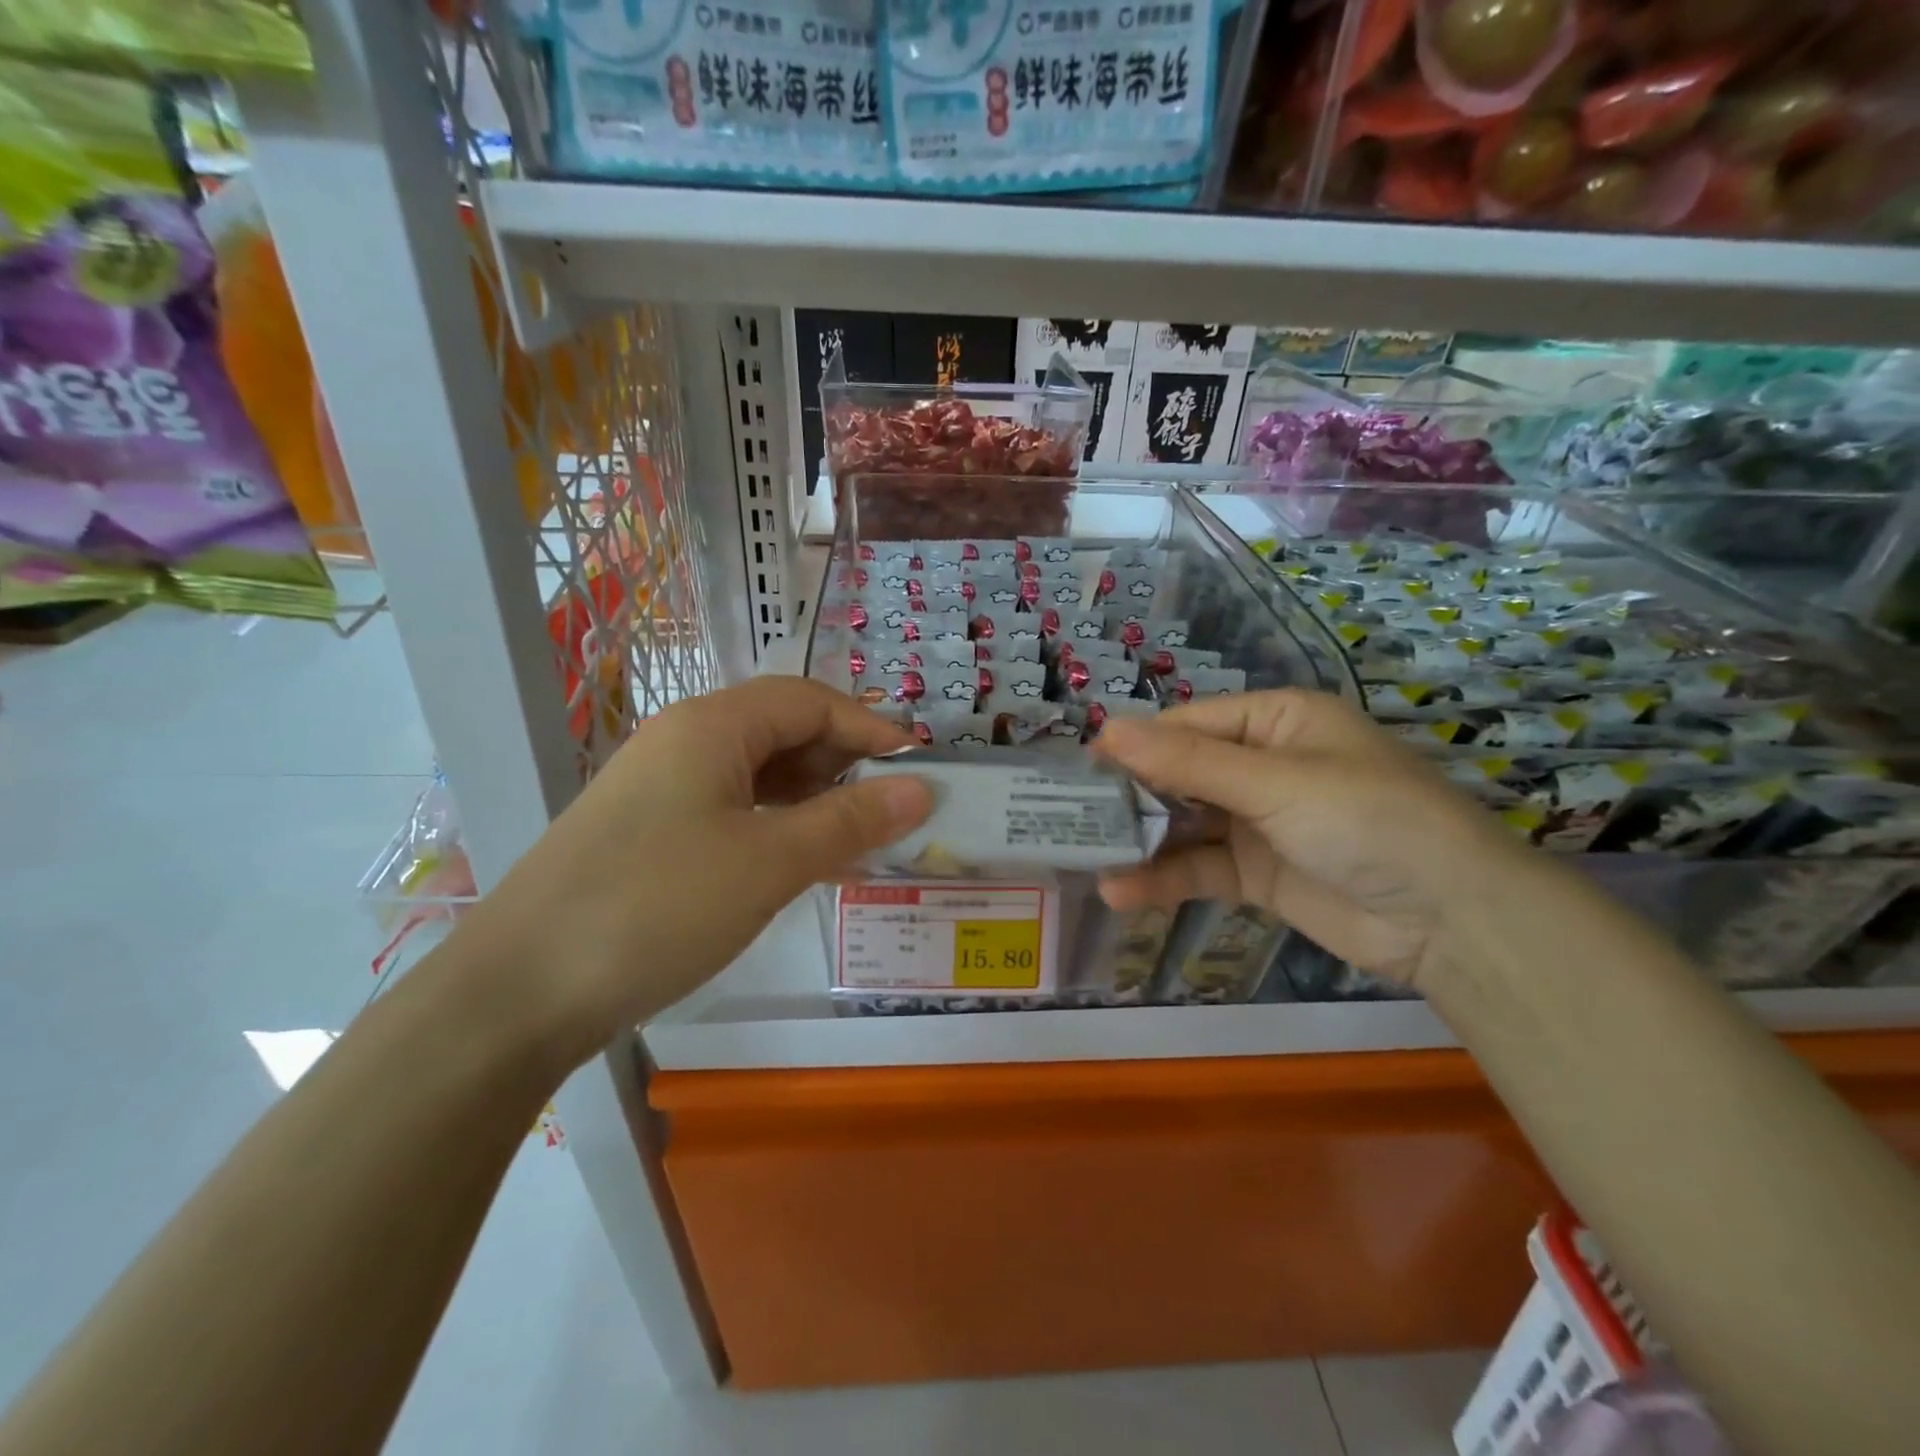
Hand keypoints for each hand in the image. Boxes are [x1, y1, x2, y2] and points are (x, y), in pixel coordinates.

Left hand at [463, 677, 931, 1065]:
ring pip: (759, 773)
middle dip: (845, 764)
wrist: (519, 992)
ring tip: (861, 839)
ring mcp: (662, 787)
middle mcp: (685, 741)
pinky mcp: (651, 830)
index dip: (871, 728)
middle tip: (895, 809)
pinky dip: (779, 826)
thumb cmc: (656, 907)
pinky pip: (733, 809)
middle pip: (784, 730)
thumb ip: (850, 821)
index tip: (920, 768)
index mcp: (712, 726)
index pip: (810, 700)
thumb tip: (920, 789)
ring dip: (815, 799)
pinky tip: (804, 861)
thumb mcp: (768, 862)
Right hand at [1093, 688, 1542, 993]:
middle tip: (1065, 815)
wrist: (1453, 920)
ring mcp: (1257, 822)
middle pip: (1178, 774)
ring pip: (1182, 824)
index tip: (1078, 769)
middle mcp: (1262, 765)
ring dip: (1139, 842)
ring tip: (1082, 857)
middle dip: (1128, 796)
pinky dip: (1162, 879)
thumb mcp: (1275, 783)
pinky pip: (1199, 868)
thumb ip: (1188, 762)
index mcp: (1274, 722)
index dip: (1134, 744)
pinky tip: (1121, 892)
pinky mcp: (1256, 873)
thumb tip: (1107, 729)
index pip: (1186, 725)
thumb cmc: (1367, 820)